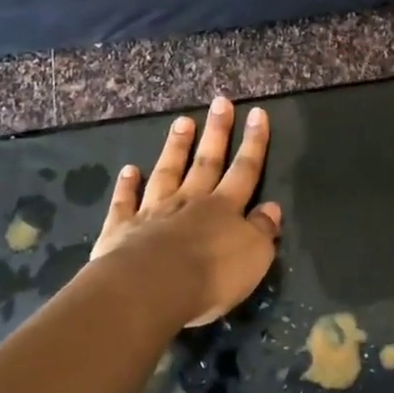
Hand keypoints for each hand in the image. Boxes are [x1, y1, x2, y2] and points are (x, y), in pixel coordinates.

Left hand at [92, 97, 282, 326]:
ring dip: (176, 148)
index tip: (257, 113)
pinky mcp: (121, 230)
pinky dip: (127, 186)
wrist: (150, 289)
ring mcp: (153, 212)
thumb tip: (272, 207)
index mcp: (224, 209)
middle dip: (216, 132)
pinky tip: (129, 170)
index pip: (245, 170)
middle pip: (206, 162)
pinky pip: (126, 202)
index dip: (254, 142)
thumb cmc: (210, 276)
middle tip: (220, 103)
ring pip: (167, 172)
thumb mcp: (253, 256)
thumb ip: (263, 230)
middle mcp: (190, 202)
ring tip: (182, 122)